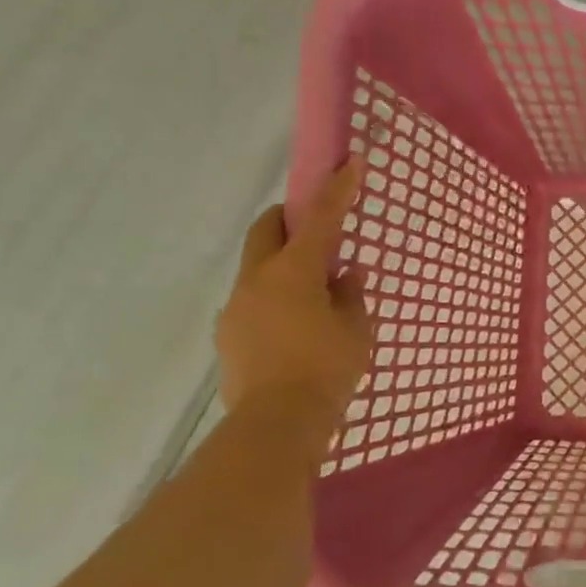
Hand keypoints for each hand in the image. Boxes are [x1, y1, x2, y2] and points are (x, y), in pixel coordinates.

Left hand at [216, 158, 372, 422]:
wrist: (277, 425)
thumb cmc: (327, 370)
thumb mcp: (356, 330)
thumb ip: (351, 295)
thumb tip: (346, 275)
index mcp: (294, 271)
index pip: (320, 218)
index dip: (337, 188)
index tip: (349, 162)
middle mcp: (258, 280)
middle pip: (266, 229)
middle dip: (290, 218)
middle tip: (317, 231)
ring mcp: (237, 307)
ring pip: (258, 267)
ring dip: (283, 265)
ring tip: (314, 295)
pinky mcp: (228, 334)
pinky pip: (253, 300)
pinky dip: (274, 297)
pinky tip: (295, 328)